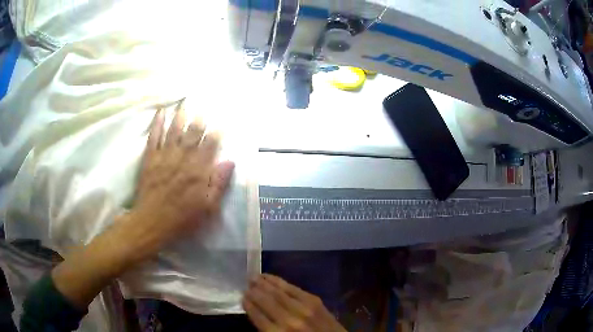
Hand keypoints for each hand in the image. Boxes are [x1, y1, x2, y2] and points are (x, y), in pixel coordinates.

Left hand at [119, 101, 234, 262]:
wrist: (152, 224)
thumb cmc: (182, 220)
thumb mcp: (207, 208)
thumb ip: (219, 184)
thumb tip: (230, 161)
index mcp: (198, 172)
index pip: (210, 146)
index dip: (217, 133)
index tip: (222, 121)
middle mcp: (182, 159)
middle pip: (193, 135)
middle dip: (200, 119)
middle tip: (205, 105)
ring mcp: (164, 157)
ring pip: (174, 131)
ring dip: (181, 115)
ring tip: (185, 102)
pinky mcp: (150, 159)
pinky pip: (154, 137)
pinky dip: (157, 124)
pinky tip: (161, 112)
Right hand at [243, 274, 345, 331]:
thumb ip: (267, 329)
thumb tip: (255, 312)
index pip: (257, 315)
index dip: (248, 304)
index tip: (242, 297)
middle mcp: (288, 320)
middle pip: (266, 301)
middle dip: (254, 292)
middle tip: (246, 284)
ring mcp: (303, 308)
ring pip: (277, 292)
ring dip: (264, 283)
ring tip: (254, 276)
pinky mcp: (315, 300)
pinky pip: (293, 288)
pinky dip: (279, 282)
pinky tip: (271, 278)